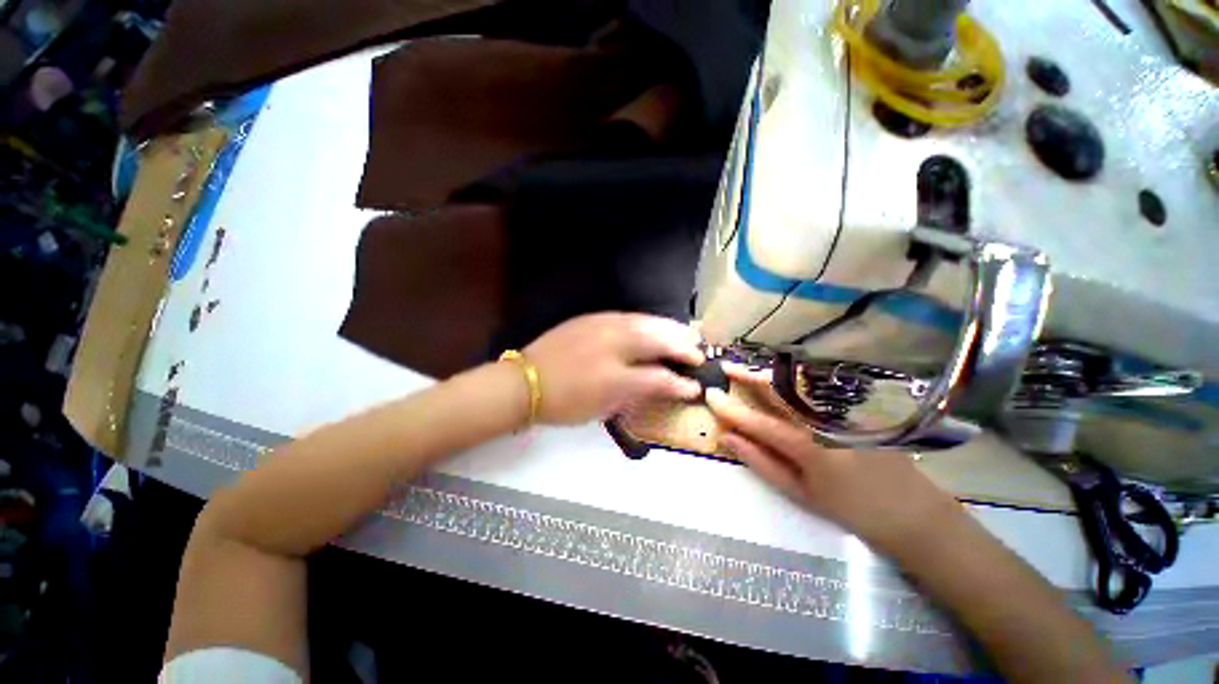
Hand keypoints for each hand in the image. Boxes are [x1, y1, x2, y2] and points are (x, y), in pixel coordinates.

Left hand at [524, 313, 703, 423]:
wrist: (524, 382)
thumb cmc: (564, 401)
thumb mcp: (604, 406)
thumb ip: (637, 393)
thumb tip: (663, 386)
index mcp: (616, 373)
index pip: (659, 376)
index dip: (680, 381)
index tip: (696, 385)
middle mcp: (614, 344)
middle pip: (657, 339)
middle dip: (682, 344)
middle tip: (697, 350)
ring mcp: (602, 325)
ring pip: (645, 322)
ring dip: (668, 327)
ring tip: (683, 333)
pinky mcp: (592, 318)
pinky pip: (628, 316)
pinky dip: (646, 320)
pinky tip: (652, 324)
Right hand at [705, 366, 964, 555]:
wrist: (911, 512)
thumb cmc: (850, 509)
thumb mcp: (800, 493)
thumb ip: (761, 462)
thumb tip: (728, 438)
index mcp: (809, 447)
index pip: (758, 421)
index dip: (730, 408)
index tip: (709, 395)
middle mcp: (826, 420)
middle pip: (779, 390)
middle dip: (748, 375)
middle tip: (726, 366)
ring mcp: (845, 411)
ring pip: (798, 384)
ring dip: (768, 374)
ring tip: (745, 368)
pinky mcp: (857, 408)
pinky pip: (817, 389)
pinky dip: (791, 380)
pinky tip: (779, 378)